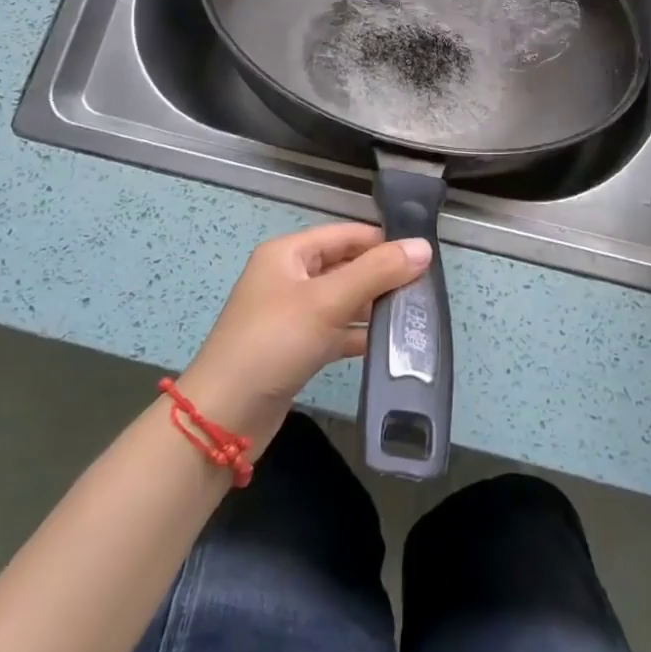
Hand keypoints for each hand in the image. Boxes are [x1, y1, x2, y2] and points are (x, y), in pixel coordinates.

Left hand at [176, 224, 431, 453]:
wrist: (224, 416)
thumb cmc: (274, 343)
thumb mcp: (328, 301)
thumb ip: (377, 272)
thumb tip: (424, 246)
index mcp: (289, 253)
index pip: (346, 235)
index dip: (383, 242)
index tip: (424, 257)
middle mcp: (289, 277)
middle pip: (346, 265)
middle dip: (383, 275)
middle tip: (426, 289)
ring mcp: (292, 314)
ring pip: (344, 300)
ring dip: (375, 306)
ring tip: (416, 316)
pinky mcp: (297, 348)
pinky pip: (337, 331)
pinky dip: (360, 335)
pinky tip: (390, 345)